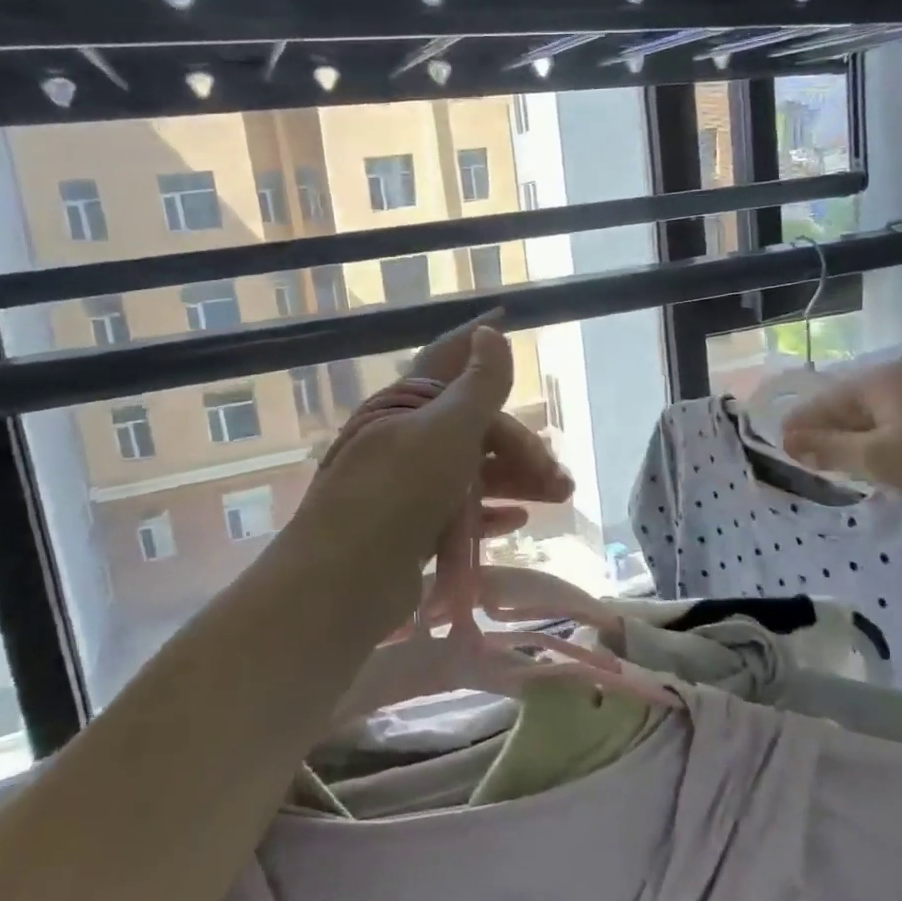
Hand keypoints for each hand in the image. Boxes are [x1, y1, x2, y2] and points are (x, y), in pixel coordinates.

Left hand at [294, 316, 571, 575]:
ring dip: (517, 479)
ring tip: (559, 497)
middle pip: (473, 427)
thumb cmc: (399, 494)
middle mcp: (404, 439)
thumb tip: (490, 333)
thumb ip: (478, 385)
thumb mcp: (447, 431)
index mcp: (406, 405)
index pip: (446, 358)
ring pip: (472, 470)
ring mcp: (407, 486)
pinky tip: (518, 520)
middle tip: (559, 475)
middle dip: (520, 445)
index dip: (476, 338)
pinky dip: (490, 511)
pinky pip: (460, 510)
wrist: (342, 583)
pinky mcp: (411, 528)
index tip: (507, 317)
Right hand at [782, 358, 901, 513]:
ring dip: (852, 439)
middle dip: (825, 431)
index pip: (825, 401)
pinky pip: (895, 425)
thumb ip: (828, 449)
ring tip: (835, 465)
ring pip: (873, 417)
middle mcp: (899, 379)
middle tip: (805, 460)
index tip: (780, 448)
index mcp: (878, 381)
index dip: (801, 425)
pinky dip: (878, 442)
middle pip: (848, 405)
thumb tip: (789, 442)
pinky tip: (876, 463)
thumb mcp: (875, 458)